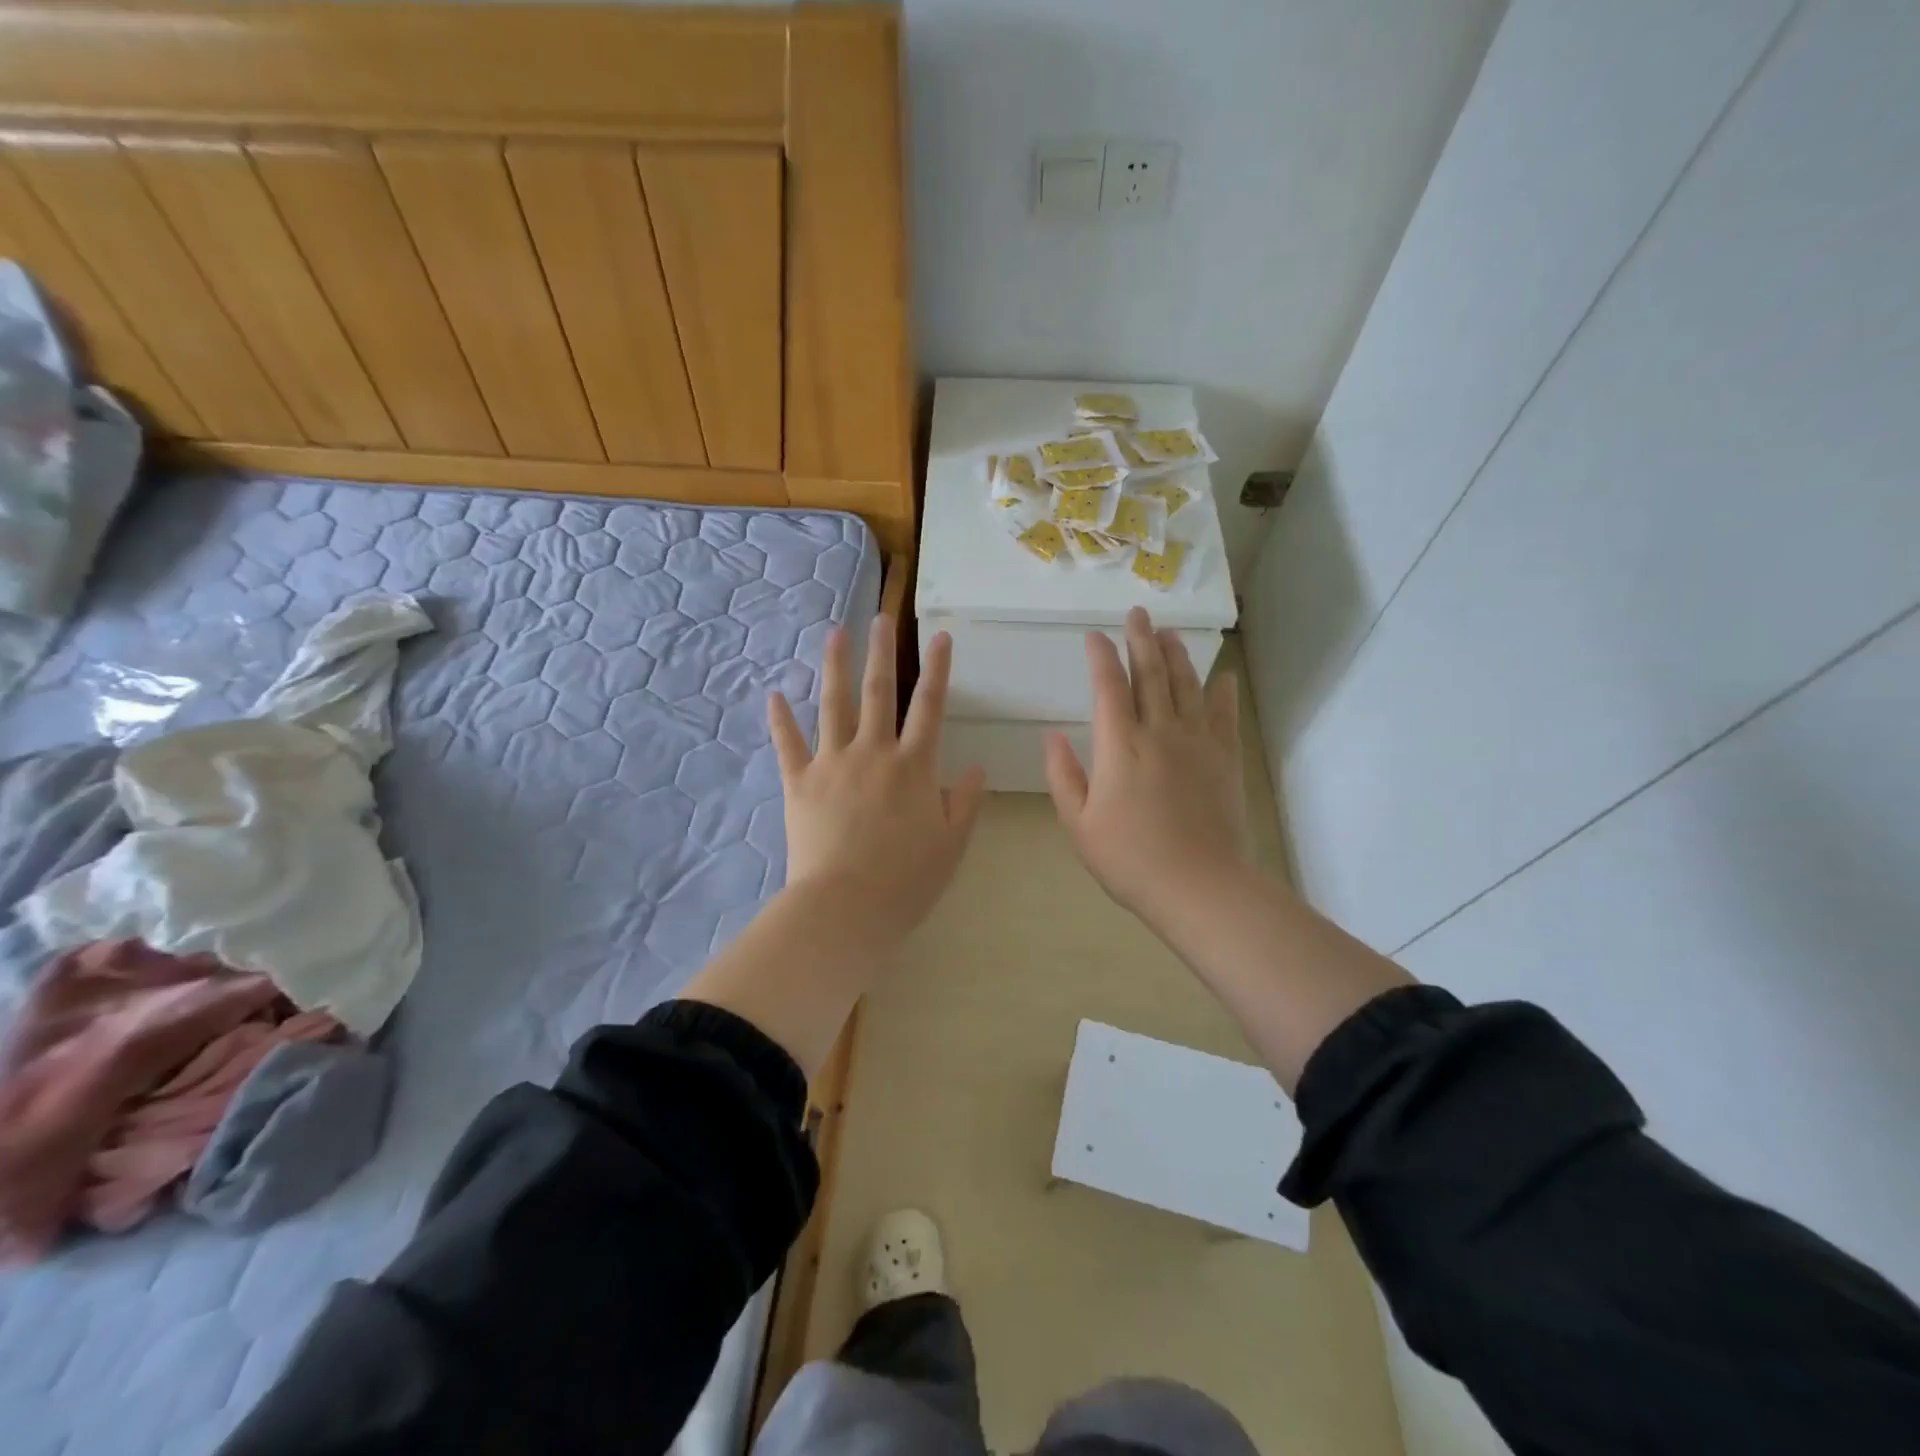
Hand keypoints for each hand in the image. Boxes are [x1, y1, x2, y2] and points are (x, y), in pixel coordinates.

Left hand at [769, 615, 984, 939]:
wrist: (845, 907)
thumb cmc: (906, 881)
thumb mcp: (951, 845)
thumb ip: (964, 803)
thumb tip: (975, 769)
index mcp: (914, 766)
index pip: (930, 707)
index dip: (937, 669)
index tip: (940, 637)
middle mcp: (874, 752)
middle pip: (879, 692)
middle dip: (883, 651)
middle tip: (882, 617)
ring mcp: (833, 763)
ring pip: (833, 704)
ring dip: (835, 665)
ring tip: (836, 633)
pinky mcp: (799, 782)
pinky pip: (788, 744)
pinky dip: (781, 719)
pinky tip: (774, 693)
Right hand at [1044, 607, 1251, 932]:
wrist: (1198, 885)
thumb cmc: (1129, 859)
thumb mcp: (1079, 823)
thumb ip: (1063, 775)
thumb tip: (1051, 735)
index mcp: (1120, 746)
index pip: (1108, 687)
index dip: (1101, 657)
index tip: (1094, 636)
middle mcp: (1159, 732)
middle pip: (1150, 674)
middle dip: (1141, 640)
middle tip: (1138, 612)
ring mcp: (1197, 743)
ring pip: (1186, 686)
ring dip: (1177, 655)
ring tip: (1169, 632)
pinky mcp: (1225, 759)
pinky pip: (1223, 715)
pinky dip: (1222, 692)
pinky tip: (1221, 676)